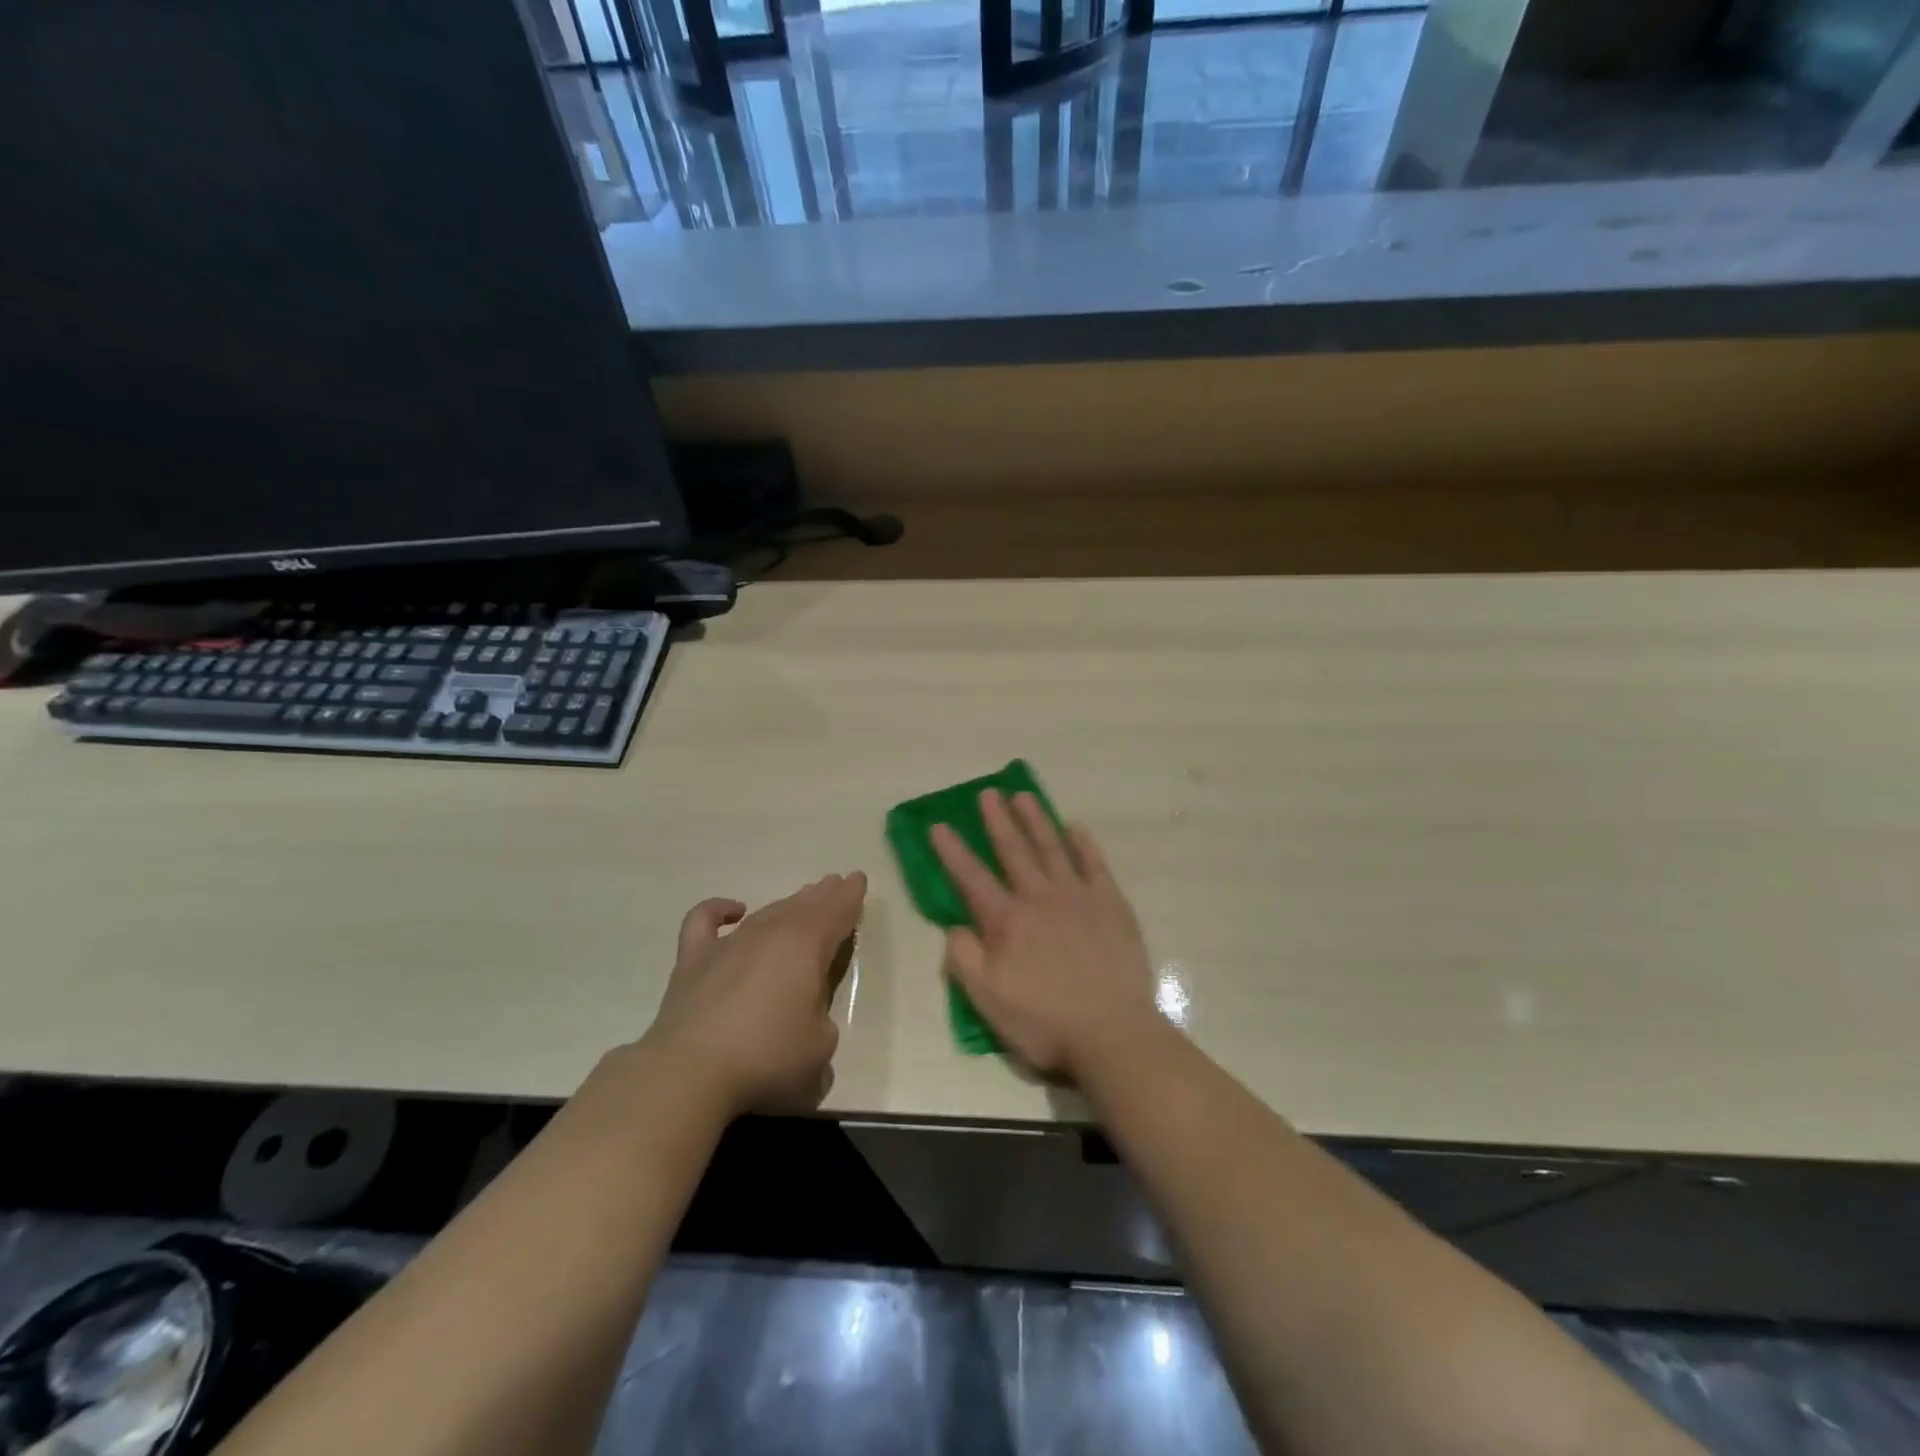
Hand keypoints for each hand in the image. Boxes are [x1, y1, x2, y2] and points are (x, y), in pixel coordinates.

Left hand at [641, 873, 866, 1116]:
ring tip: (802, 897)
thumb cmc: (768, 1056)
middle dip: (823, 895)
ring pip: (766, 911)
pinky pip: (705, 920)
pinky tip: (734, 910)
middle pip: (803, 905)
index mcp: (807, 945)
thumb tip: (807, 1009)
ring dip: (787, 903)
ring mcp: (729, 943)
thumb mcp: (821, 1043)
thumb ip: (822, 1014)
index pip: (836, 912)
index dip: (850, 896)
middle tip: (835, 884)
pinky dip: (719, 909)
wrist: (691, 1072)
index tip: (858, 880)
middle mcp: (770, 933)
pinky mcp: (694, 959)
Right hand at [932, 791, 1160, 1082]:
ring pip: (1052, 848)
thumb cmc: (1044, 1021)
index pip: (971, 878)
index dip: (952, 851)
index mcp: (1007, 921)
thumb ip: (964, 958)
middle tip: (988, 792)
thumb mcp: (987, 1000)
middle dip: (998, 820)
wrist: (1112, 1034)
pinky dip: (1084, 844)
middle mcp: (1040, 898)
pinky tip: (1076, 828)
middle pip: (1014, 851)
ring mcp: (1078, 897)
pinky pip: (1095, 864)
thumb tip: (955, 926)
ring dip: (1036, 820)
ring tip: (1023, 795)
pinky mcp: (1111, 904)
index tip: (938, 824)